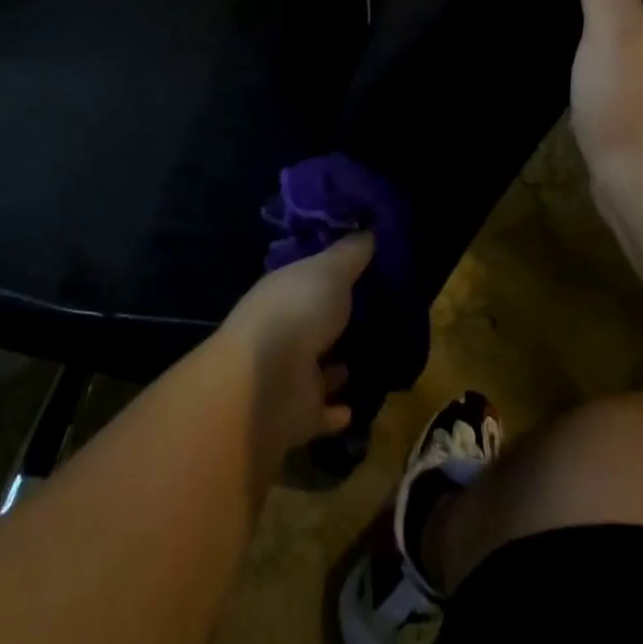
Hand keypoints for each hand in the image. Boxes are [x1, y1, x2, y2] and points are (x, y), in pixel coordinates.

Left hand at [220, 234, 373, 459]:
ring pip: (316, 367)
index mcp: (284, 291)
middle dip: (335, 320)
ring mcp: (287, 373)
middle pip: (312, 322)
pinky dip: (336, 410)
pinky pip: (322, 411)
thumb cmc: (299, 310)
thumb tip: (369, 229)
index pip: (308, 278)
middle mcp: (282, 329)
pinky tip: (355, 406)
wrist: (269, 381)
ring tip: (366, 357)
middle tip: (373, 314)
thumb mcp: (331, 269)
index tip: (360, 269)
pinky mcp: (298, 414)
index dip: (330, 273)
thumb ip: (351, 252)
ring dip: (335, 366)